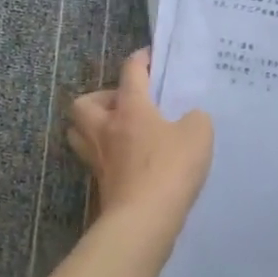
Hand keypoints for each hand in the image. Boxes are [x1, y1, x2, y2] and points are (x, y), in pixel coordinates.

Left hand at [67, 49, 213, 228]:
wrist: (144, 220)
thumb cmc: (169, 168)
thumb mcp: (198, 134)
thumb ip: (195, 119)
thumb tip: (190, 119)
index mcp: (130, 108)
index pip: (130, 72)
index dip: (140, 60)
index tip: (149, 56)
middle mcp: (106, 128)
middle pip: (84, 103)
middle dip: (101, 99)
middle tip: (125, 105)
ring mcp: (99, 158)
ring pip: (80, 133)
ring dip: (94, 127)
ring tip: (120, 132)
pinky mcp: (100, 184)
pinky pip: (96, 160)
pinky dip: (106, 156)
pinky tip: (129, 161)